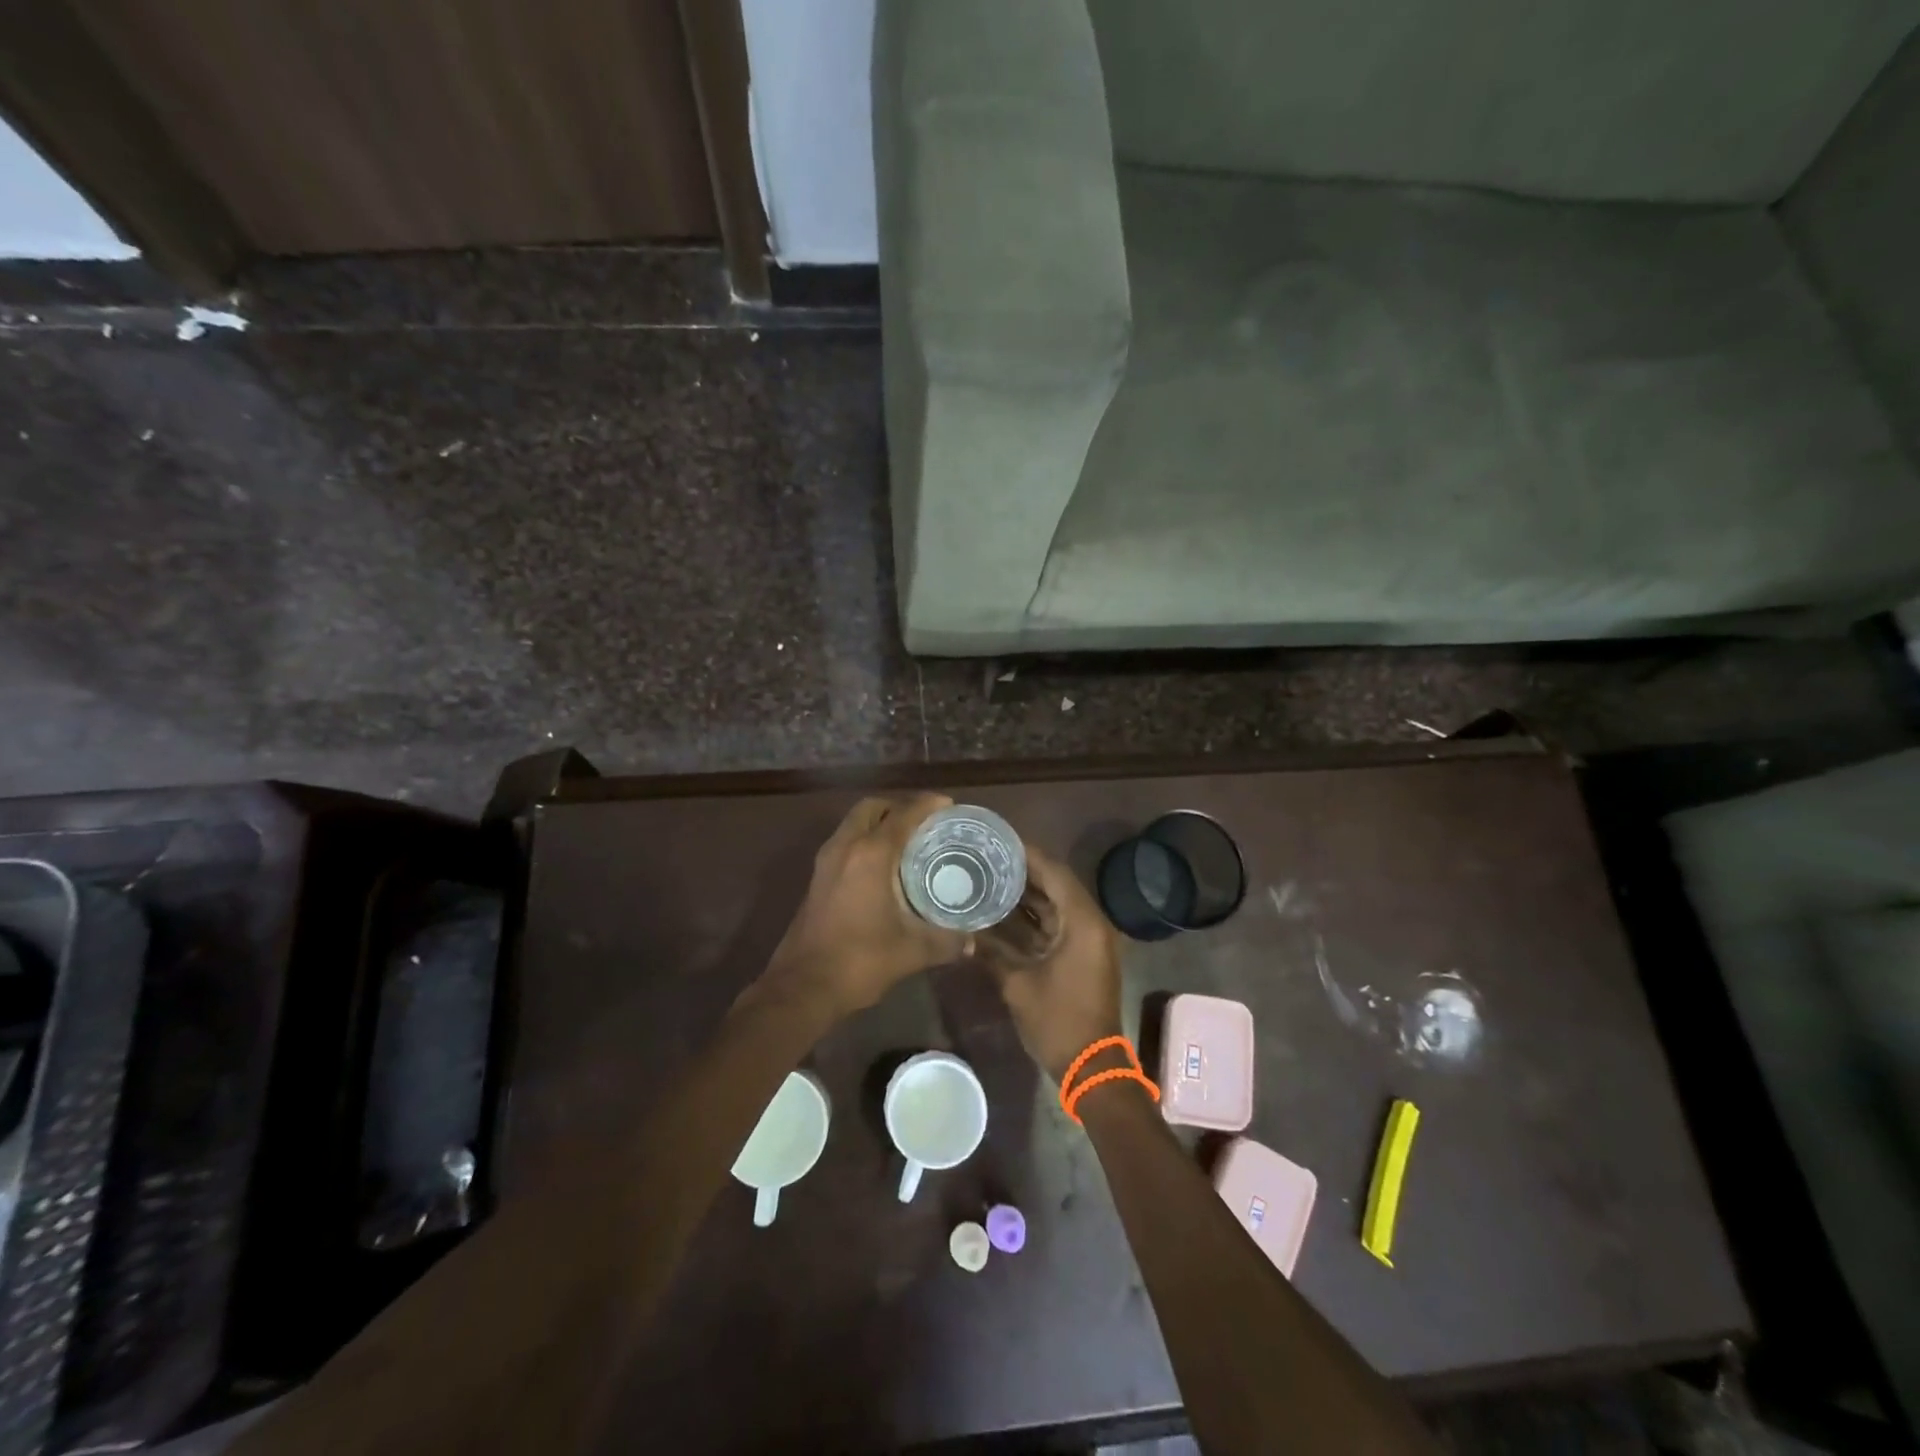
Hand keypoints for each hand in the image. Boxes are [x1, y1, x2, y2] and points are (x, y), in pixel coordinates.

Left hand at [768, 794, 968, 1015]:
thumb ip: (946, 941)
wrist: (803, 986)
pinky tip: (885, 866)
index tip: (948, 805)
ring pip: (854, 823)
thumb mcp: (912, 951)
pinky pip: (845, 842)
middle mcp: (845, 847)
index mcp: (870, 854)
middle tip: (925, 822)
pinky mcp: (818, 877)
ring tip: (908, 841)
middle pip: (872, 808)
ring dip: (879, 822)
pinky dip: (865, 840)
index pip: (903, 815)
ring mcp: (826, 861)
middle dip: (899, 807)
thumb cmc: (859, 960)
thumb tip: (972, 942)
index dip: (927, 805)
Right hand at [985, 845, 1123, 1080]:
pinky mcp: (1081, 956)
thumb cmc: (1058, 1021)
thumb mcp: (1018, 984)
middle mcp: (1089, 923)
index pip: (1054, 873)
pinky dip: (1032, 919)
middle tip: (988, 858)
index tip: (998, 841)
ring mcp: (1087, 940)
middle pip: (1055, 885)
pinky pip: (1055, 925)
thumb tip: (962, 930)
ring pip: (1054, 906)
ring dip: (1026, 895)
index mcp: (1082, 922)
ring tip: (989, 878)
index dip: (1027, 855)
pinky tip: (1001, 913)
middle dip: (1023, 872)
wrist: (1091, 1067)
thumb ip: (991, 951)